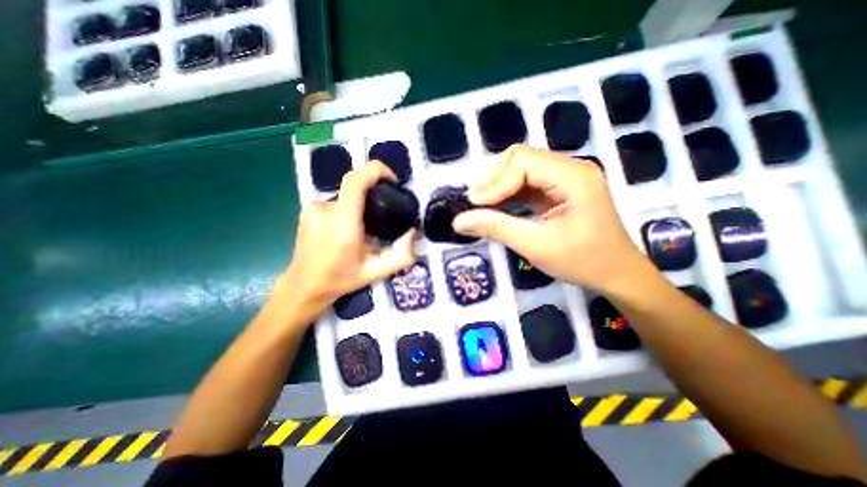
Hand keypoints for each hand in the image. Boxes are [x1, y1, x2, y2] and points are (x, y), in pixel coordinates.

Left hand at [275, 159, 413, 319]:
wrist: (303, 286)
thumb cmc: (341, 279)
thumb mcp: (377, 272)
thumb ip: (402, 256)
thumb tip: (413, 232)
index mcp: (343, 223)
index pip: (356, 180)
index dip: (376, 170)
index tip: (392, 180)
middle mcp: (325, 210)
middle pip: (354, 186)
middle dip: (373, 193)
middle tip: (383, 216)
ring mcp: (313, 208)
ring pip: (346, 196)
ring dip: (359, 206)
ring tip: (364, 229)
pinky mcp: (308, 210)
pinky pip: (336, 202)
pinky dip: (347, 210)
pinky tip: (347, 230)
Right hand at [454, 145, 649, 294]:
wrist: (617, 275)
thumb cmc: (583, 262)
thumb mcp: (536, 246)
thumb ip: (496, 228)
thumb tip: (459, 220)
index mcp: (573, 177)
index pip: (523, 162)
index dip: (494, 182)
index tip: (473, 205)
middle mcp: (570, 168)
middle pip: (521, 158)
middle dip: (494, 180)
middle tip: (475, 204)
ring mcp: (565, 177)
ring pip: (521, 169)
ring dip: (498, 185)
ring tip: (481, 205)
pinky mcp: (559, 189)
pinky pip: (527, 183)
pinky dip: (508, 193)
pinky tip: (497, 206)